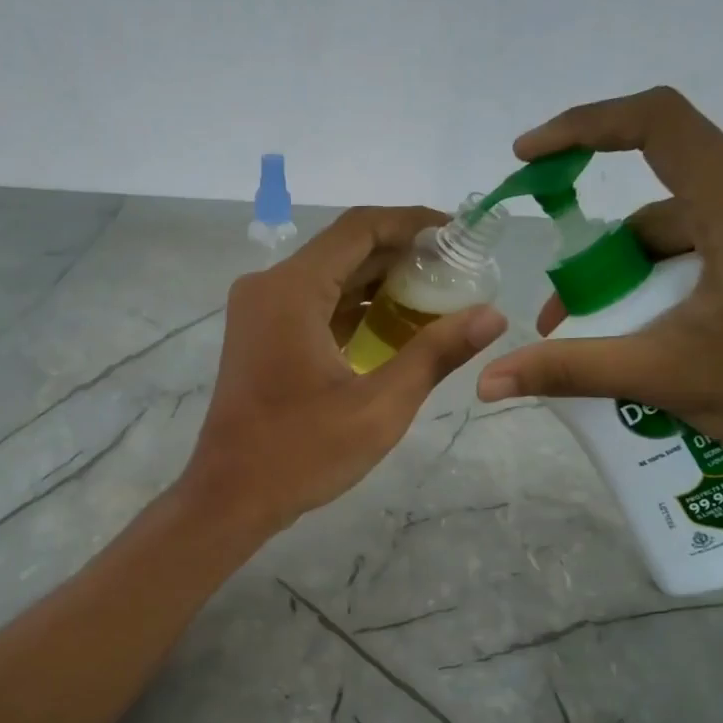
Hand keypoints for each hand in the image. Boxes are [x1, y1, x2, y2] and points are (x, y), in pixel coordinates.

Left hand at [182, 207, 507, 533]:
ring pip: (329, 279)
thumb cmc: (301, 453)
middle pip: (345, 250)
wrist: (230, 498)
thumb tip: (493, 314)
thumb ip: (435, 354)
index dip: (414, 224)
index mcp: (291, 290)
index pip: (360, 228)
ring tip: (438, 299)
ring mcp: (259, 313)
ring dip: (379, 285)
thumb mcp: (379, 406)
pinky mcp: (260, 338)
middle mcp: (268, 288)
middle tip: (459, 272)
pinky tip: (394, 329)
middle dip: (402, 257)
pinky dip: (353, 311)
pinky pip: (313, 307)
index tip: (461, 235)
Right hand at [474, 87, 722, 471]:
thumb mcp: (663, 375)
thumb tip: (488, 381)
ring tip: (610, 343)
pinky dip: (678, 281)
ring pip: (689, 232)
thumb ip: (571, 369)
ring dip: (639, 280)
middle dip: (605, 262)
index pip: (656, 124)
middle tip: (567, 323)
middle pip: (662, 205)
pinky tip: (663, 333)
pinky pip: (721, 246)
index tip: (530, 156)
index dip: (583, 128)